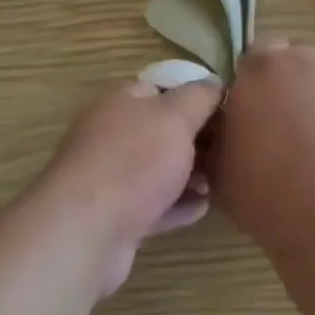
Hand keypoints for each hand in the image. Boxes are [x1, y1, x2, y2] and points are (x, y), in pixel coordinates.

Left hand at [39, 77, 221, 295]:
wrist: (85, 232)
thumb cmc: (134, 161)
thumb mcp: (175, 117)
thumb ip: (199, 97)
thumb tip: (215, 82)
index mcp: (122, 103)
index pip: (161, 88)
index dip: (193, 96)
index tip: (225, 110)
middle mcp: (112, 135)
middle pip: (160, 131)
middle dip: (195, 139)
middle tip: (228, 149)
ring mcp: (110, 178)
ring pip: (157, 170)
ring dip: (188, 175)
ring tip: (218, 181)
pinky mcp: (115, 217)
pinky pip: (153, 206)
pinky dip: (177, 206)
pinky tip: (202, 208)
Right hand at [207, 38, 314, 258]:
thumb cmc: (263, 185)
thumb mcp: (220, 167)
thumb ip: (222, 137)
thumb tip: (225, 133)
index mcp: (257, 70)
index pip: (254, 55)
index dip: (253, 80)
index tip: (251, 109)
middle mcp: (301, 62)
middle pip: (294, 61)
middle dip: (288, 84)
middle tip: (282, 124)